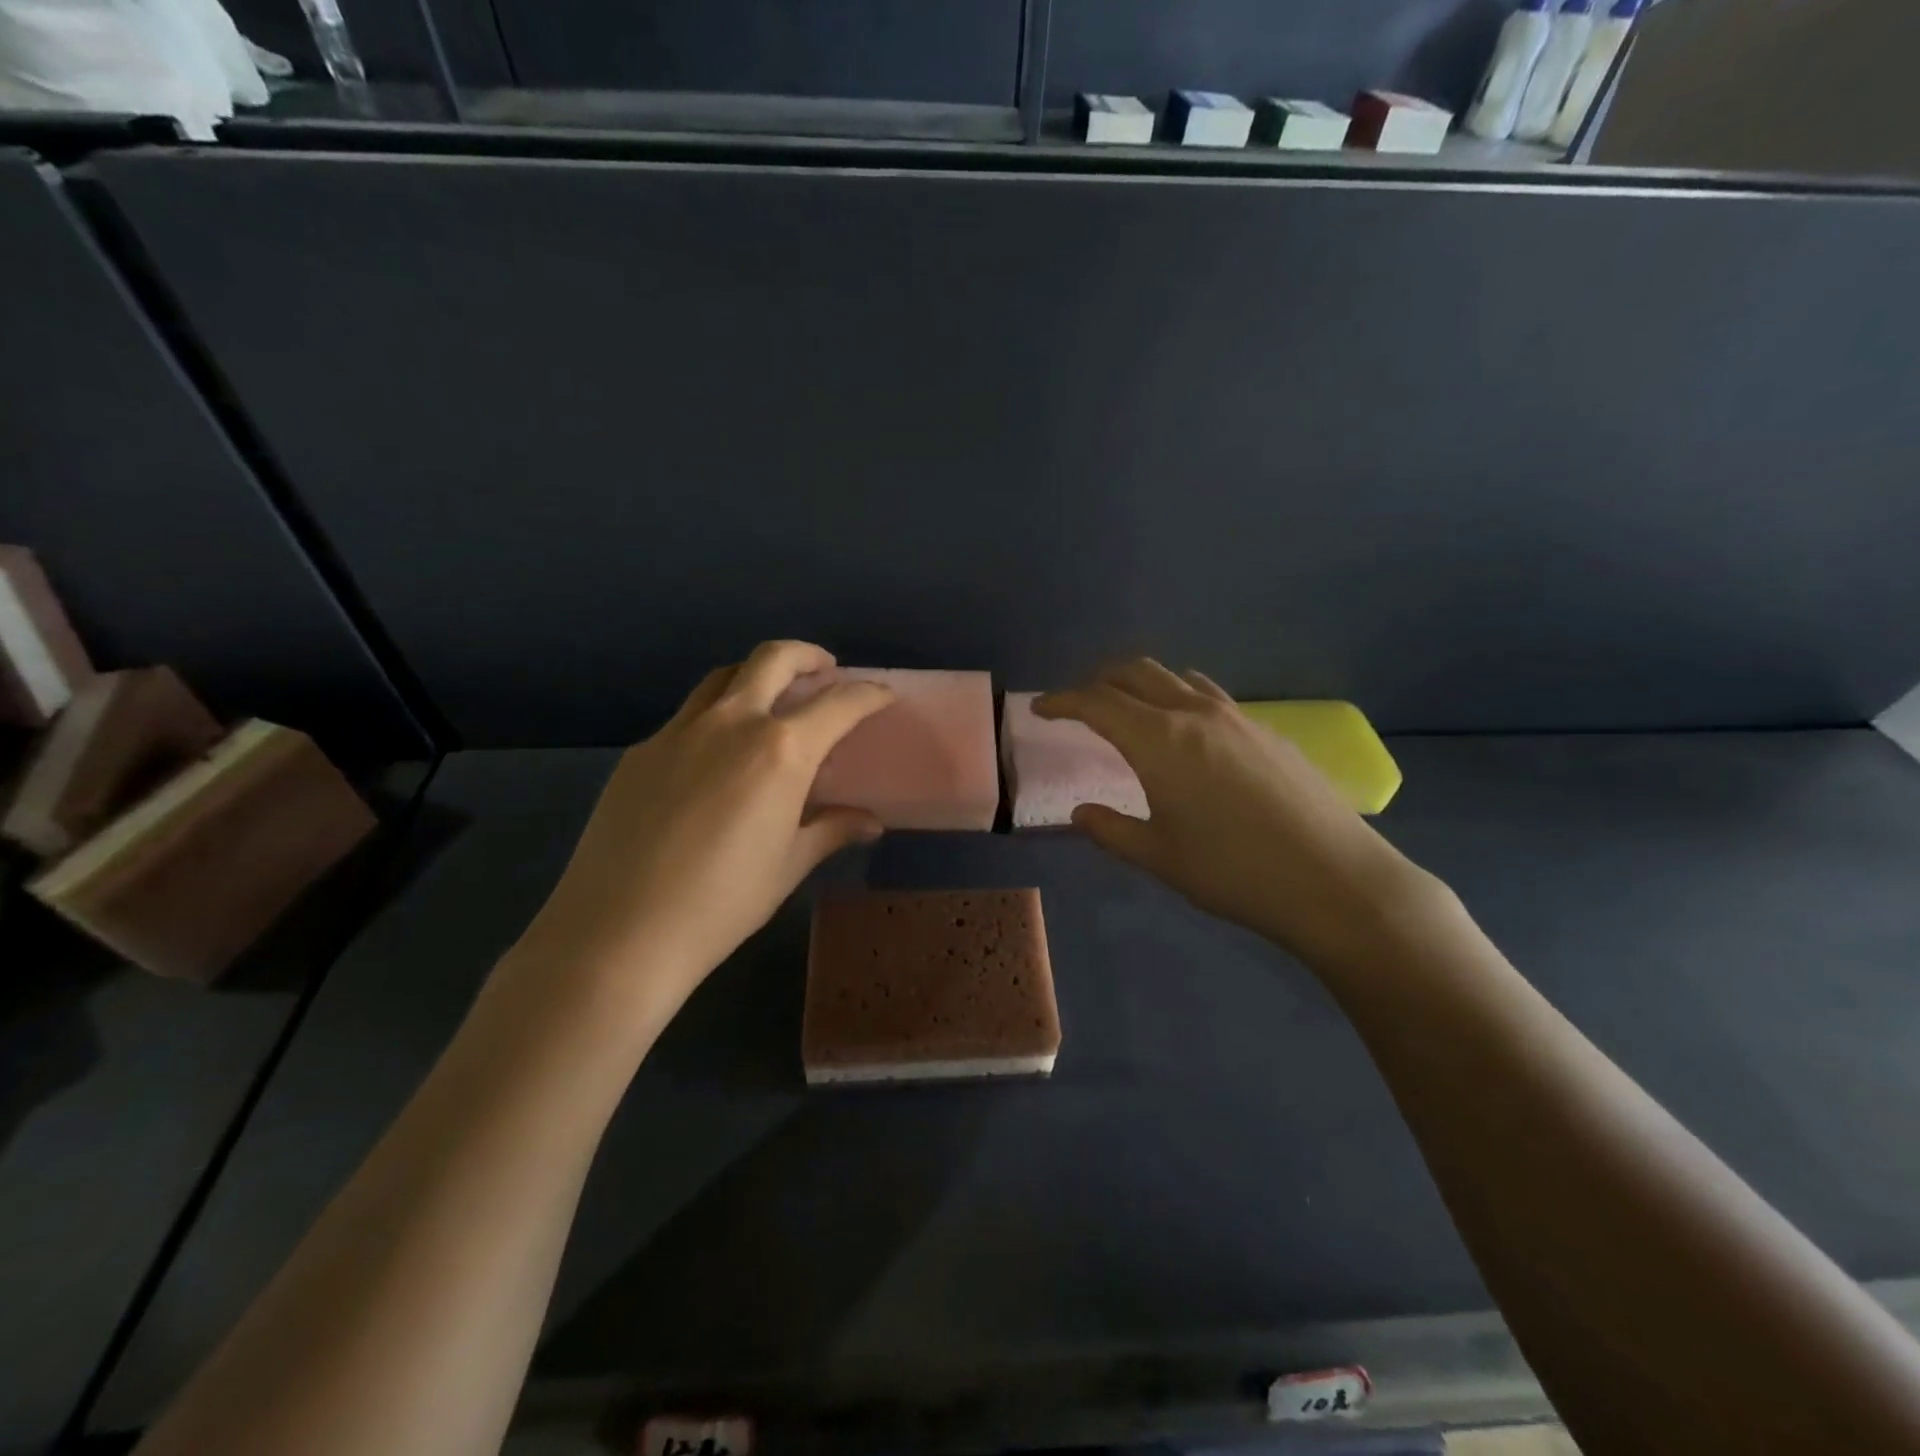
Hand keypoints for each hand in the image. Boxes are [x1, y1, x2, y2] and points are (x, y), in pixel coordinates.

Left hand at [510, 641, 892, 1024]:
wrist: (619, 930)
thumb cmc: (723, 902)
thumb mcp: (788, 865)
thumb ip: (831, 830)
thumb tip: (870, 823)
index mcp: (781, 750)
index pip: (838, 704)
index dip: (868, 694)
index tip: (883, 695)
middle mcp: (732, 723)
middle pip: (773, 659)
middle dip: (807, 655)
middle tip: (824, 670)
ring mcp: (679, 731)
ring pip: (724, 678)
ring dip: (756, 676)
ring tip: (771, 701)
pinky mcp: (641, 750)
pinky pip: (688, 716)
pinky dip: (716, 716)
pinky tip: (716, 756)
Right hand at [1036, 660, 1438, 968]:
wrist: (1334, 881)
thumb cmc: (1234, 872)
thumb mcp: (1160, 858)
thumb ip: (1111, 830)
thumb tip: (1081, 813)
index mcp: (1159, 741)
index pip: (1097, 702)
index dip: (1062, 701)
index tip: (1040, 708)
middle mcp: (1195, 714)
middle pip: (1136, 672)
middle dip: (1099, 680)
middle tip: (1080, 704)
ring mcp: (1237, 717)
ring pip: (1177, 678)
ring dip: (1143, 684)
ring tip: (1131, 711)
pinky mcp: (1267, 730)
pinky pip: (1210, 697)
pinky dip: (1180, 699)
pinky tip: (1188, 737)